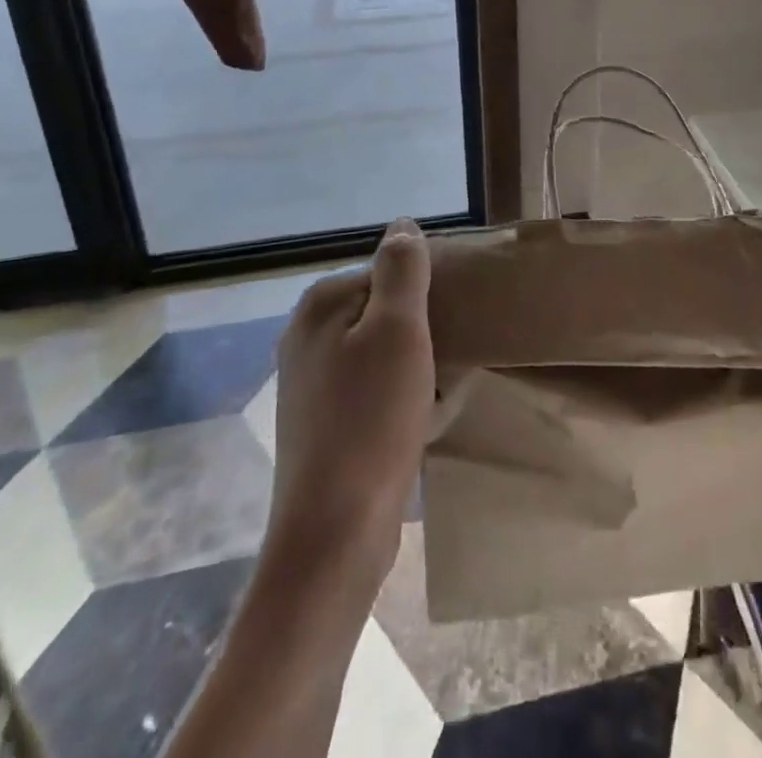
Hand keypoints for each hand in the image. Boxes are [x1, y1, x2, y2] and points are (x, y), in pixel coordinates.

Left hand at [269, 218, 434, 582]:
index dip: (426, 293)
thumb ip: (402, 271)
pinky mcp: (324, 424)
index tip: (452, 321)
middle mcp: (308, 337)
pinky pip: (375, 390)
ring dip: (417, 366)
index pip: (388, 272)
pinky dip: (402, 397)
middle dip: (422, 330)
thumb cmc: (371, 422)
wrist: (334, 536)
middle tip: (453, 357)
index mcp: (321, 306)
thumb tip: (403, 225)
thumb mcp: (398, 332)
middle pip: (384, 311)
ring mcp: (312, 384)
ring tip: (443, 388)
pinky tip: (423, 419)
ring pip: (383, 353)